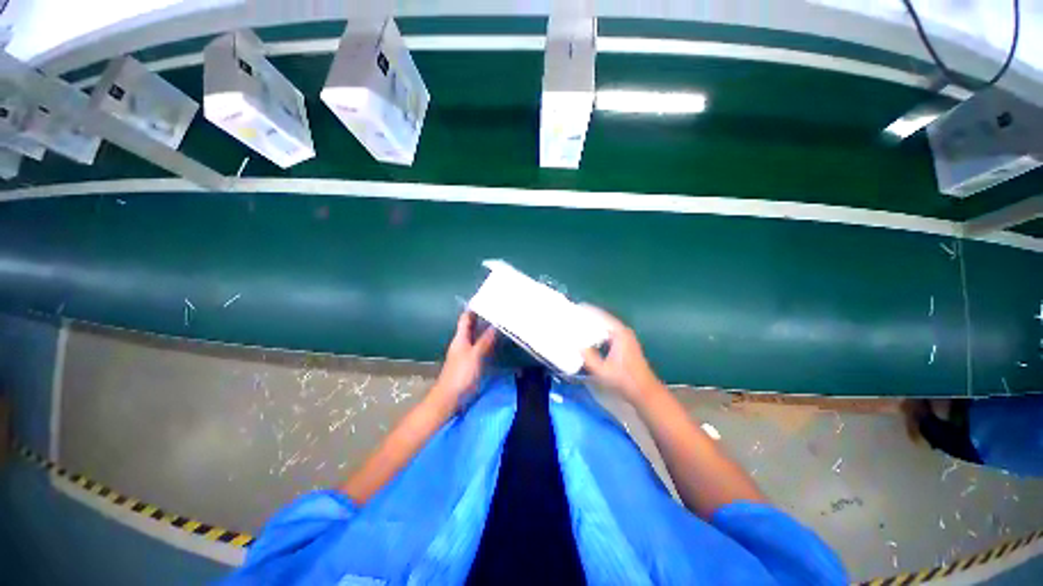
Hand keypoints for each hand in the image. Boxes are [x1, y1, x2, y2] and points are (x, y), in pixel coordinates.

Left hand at [430, 311, 495, 410]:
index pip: (466, 318)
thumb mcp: (474, 355)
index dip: (474, 308)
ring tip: (501, 322)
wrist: (450, 398)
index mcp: (460, 338)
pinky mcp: (472, 362)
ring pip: (478, 336)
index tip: (487, 299)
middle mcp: (463, 342)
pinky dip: (488, 342)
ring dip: (487, 330)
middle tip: (499, 310)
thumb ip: (485, 341)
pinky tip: (498, 341)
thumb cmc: (460, 374)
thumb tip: (495, 324)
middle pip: (472, 326)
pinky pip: (481, 347)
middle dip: (483, 317)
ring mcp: (467, 353)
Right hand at [581, 306, 661, 405]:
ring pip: (606, 326)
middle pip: (603, 319)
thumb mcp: (601, 370)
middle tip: (573, 316)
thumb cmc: (624, 380)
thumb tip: (575, 344)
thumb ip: (588, 356)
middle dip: (588, 317)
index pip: (601, 315)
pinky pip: (608, 332)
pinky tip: (588, 336)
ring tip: (577, 324)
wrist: (644, 391)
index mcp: (619, 333)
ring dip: (593, 324)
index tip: (574, 308)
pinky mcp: (625, 344)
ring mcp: (626, 337)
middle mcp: (623, 331)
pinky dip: (598, 331)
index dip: (587, 310)